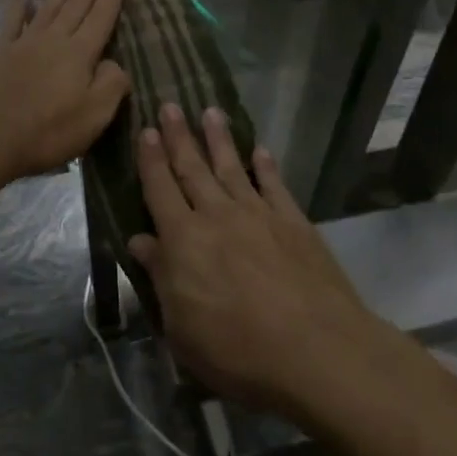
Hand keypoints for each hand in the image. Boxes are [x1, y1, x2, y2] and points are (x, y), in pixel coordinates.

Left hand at [0, 0, 130, 184]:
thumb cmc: (47, 131)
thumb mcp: (94, 116)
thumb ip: (111, 85)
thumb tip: (115, 63)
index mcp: (80, 54)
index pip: (100, 19)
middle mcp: (54, 39)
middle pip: (75, 5)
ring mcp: (23, 42)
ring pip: (47, 6)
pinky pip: (10, 20)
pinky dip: (15, 4)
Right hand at [128, 105, 387, 419]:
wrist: (316, 350)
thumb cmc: (238, 351)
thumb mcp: (182, 330)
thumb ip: (161, 279)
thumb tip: (140, 240)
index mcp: (183, 240)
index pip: (160, 189)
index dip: (151, 159)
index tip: (146, 130)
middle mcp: (217, 215)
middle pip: (192, 168)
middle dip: (179, 136)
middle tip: (169, 104)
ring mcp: (258, 214)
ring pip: (231, 167)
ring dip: (218, 138)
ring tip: (210, 111)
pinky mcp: (293, 222)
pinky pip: (274, 185)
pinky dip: (265, 166)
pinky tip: (260, 150)